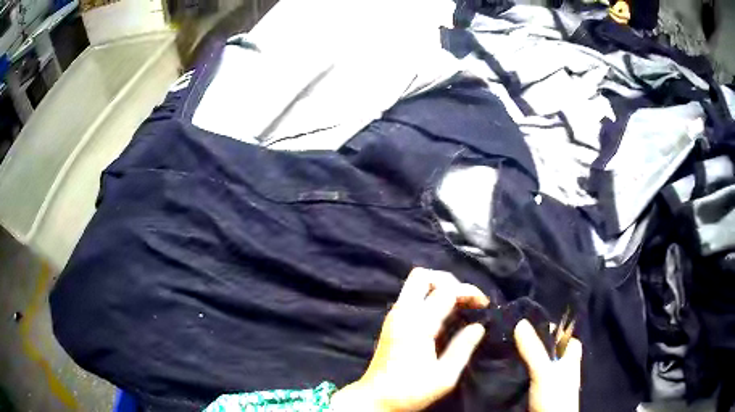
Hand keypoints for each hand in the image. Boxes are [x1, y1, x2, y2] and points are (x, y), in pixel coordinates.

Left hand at [331, 268, 489, 411]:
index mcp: (417, 324)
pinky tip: (442, 314)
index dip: (469, 292)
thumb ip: (463, 348)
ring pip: (414, 283)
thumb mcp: (444, 376)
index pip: (446, 291)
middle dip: (448, 281)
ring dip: (438, 287)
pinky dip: (429, 296)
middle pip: (422, 276)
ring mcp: (394, 316)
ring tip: (458, 305)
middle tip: (466, 299)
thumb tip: (479, 326)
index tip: (484, 305)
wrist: (374, 399)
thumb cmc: (410, 391)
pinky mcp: (391, 322)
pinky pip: (411, 296)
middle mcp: (402, 313)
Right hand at [514, 319, 581, 411]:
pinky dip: (522, 373)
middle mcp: (563, 365)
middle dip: (534, 344)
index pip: (564, 335)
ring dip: (526, 359)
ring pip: (539, 363)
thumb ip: (534, 349)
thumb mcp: (544, 370)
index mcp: (571, 355)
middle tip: (511, 337)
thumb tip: (521, 322)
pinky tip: (509, 371)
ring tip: (505, 352)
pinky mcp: (540, 391)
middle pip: (550, 348)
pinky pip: (531, 376)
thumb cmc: (554, 394)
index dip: (550, 328)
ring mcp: (552, 379)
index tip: (528, 324)